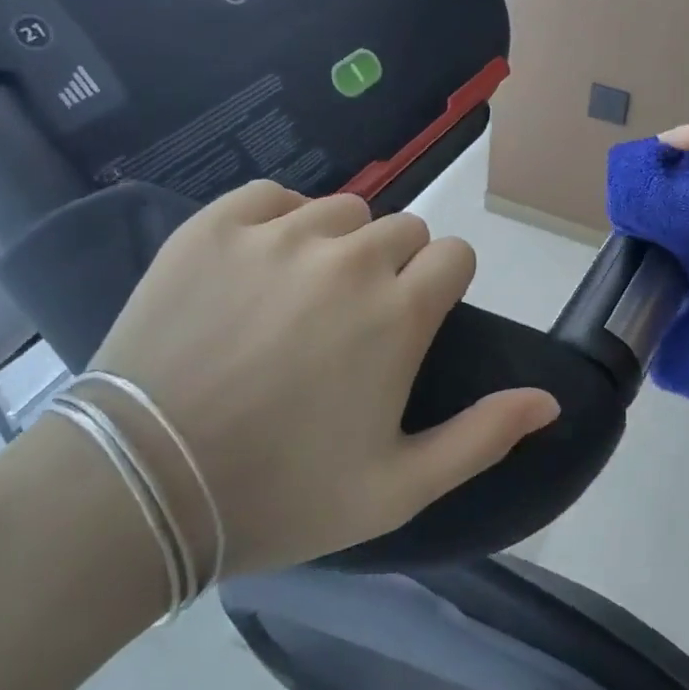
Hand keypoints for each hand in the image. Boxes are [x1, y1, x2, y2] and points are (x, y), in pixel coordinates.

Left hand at [86, 182, 559, 575]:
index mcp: (399, 311)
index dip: (442, 286)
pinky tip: (261, 263)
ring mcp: (279, 235)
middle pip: (404, 228)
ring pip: (343, 210)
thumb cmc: (279, 494)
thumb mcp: (397, 488)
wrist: (137, 489)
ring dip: (341, 243)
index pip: (455, 254)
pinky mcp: (215, 227)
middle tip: (353, 322)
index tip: (414, 322)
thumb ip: (483, 437)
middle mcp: (350, 257)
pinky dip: (279, 220)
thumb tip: (550, 400)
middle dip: (396, 267)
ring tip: (302, 295)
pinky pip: (272, 195)